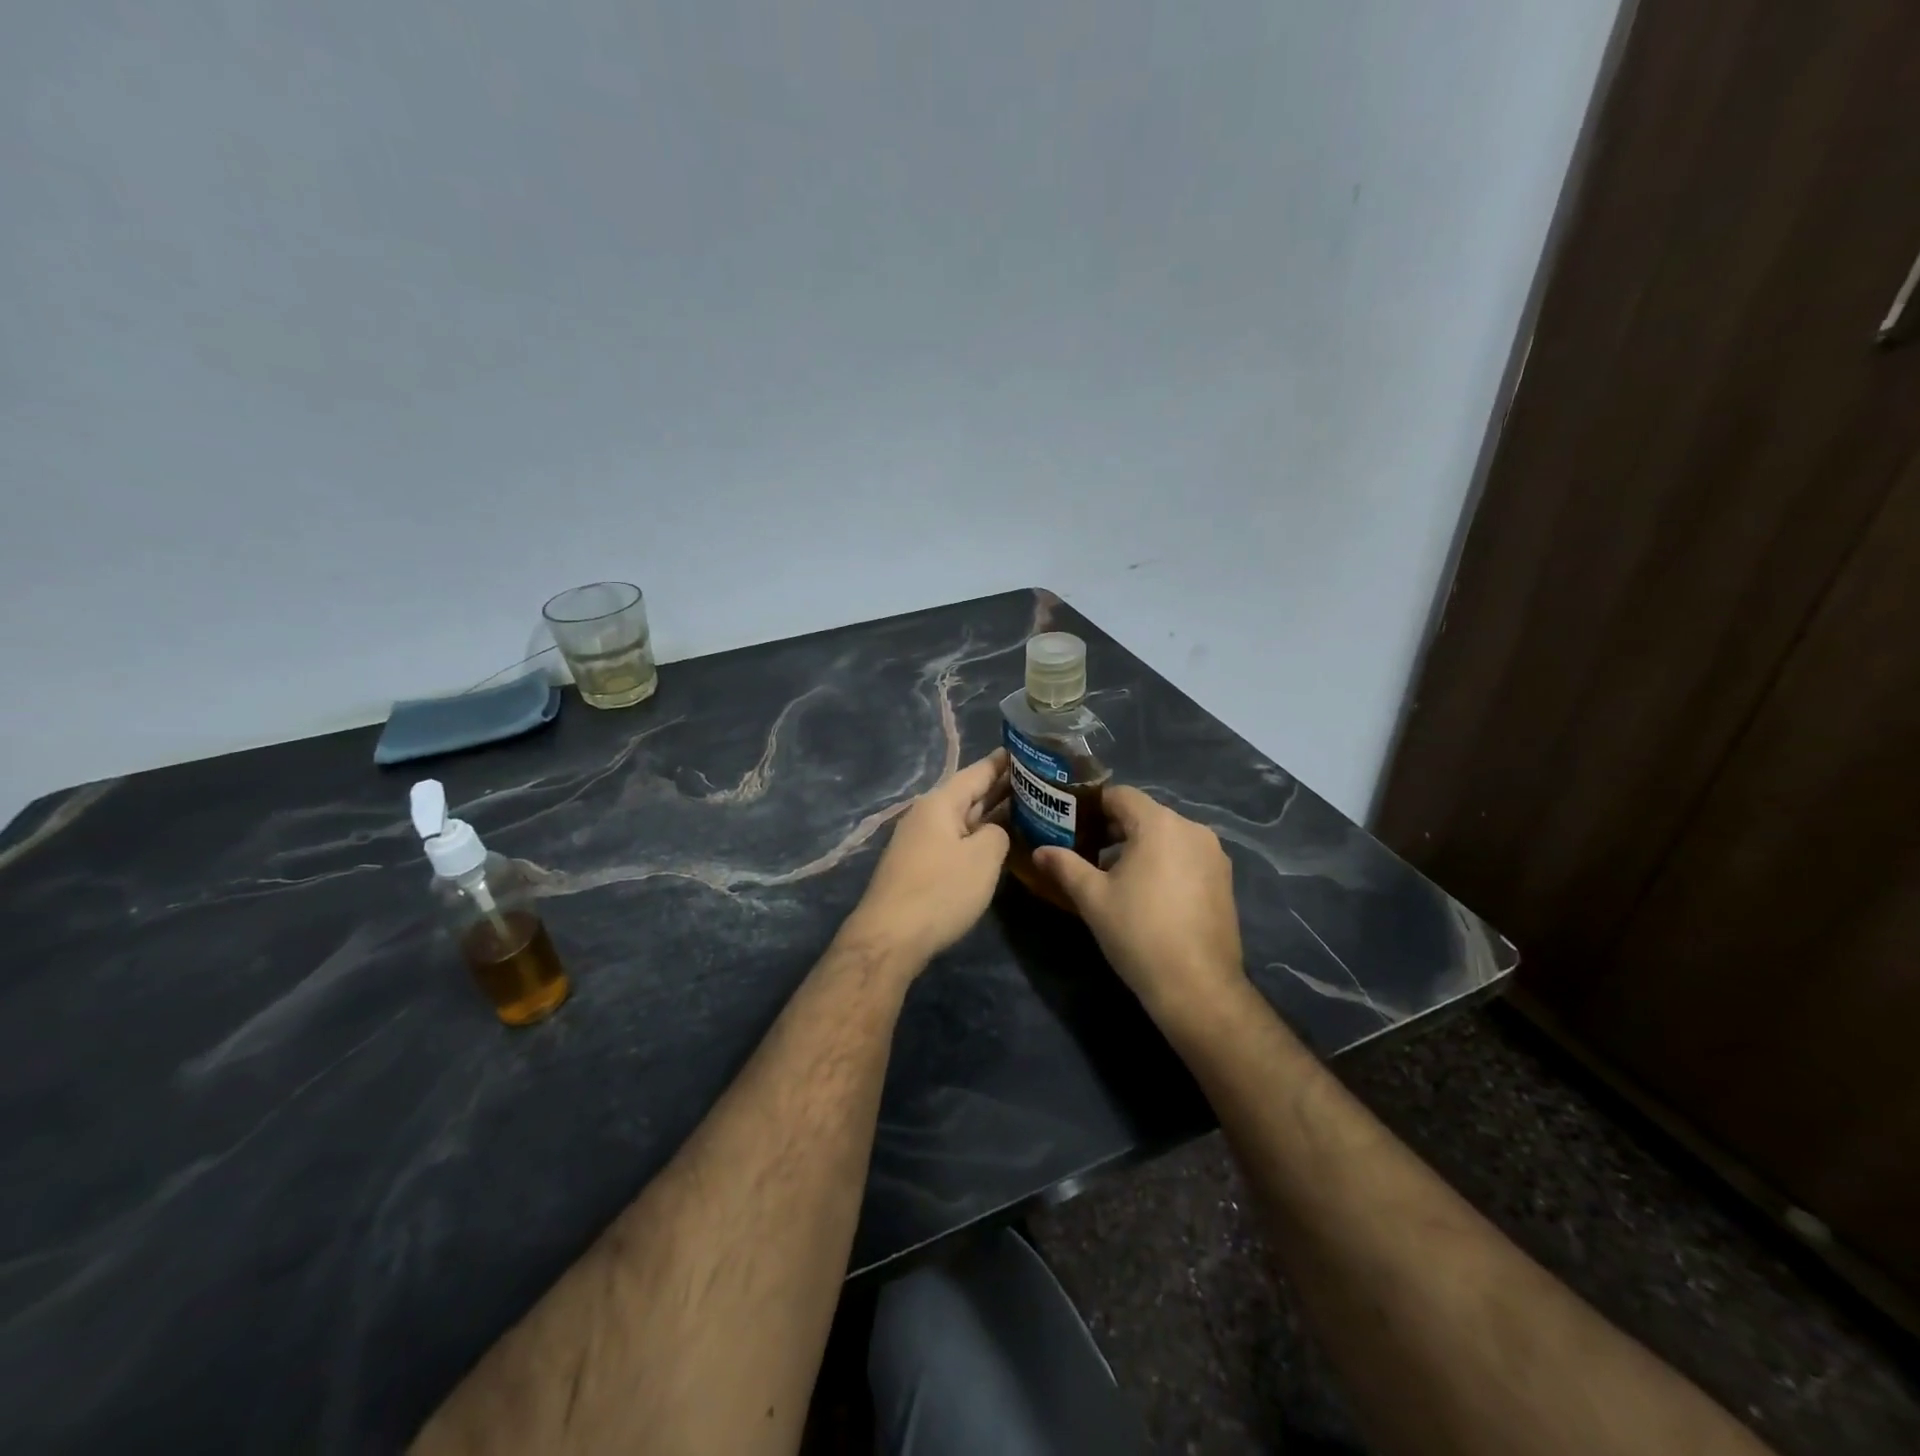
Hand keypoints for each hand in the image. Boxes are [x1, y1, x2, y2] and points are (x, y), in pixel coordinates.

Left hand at [841, 751, 1011, 967]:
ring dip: (992, 814)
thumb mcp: (983, 857)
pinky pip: (956, 840)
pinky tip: (998, 842)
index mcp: (941, 802)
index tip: (1029, 751)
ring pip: (964, 819)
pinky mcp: (920, 866)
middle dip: (1002, 788)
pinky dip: (978, 836)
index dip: (1003, 761)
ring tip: (1027, 808)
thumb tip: (994, 833)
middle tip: (1039, 782)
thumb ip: (999, 834)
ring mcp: (921, 841)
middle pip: (970, 794)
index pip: (978, 772)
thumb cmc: (940, 890)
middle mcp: (928, 814)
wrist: (890, 937)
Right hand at [1034, 786, 1247, 1028]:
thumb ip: (1065, 866)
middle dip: (1112, 827)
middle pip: (1144, 814)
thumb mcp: (1092, 898)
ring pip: (1166, 836)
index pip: (1120, 795)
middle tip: (1084, 850)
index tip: (1069, 825)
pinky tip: (1146, 892)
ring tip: (1112, 874)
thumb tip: (1039, 851)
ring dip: (1138, 846)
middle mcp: (1192, 829)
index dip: (1091, 806)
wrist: (1197, 986)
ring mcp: (1213, 855)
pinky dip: (1163, 862)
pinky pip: (1185, 855)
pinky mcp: (1224, 879)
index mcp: (1160, 824)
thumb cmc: (1138, 933)